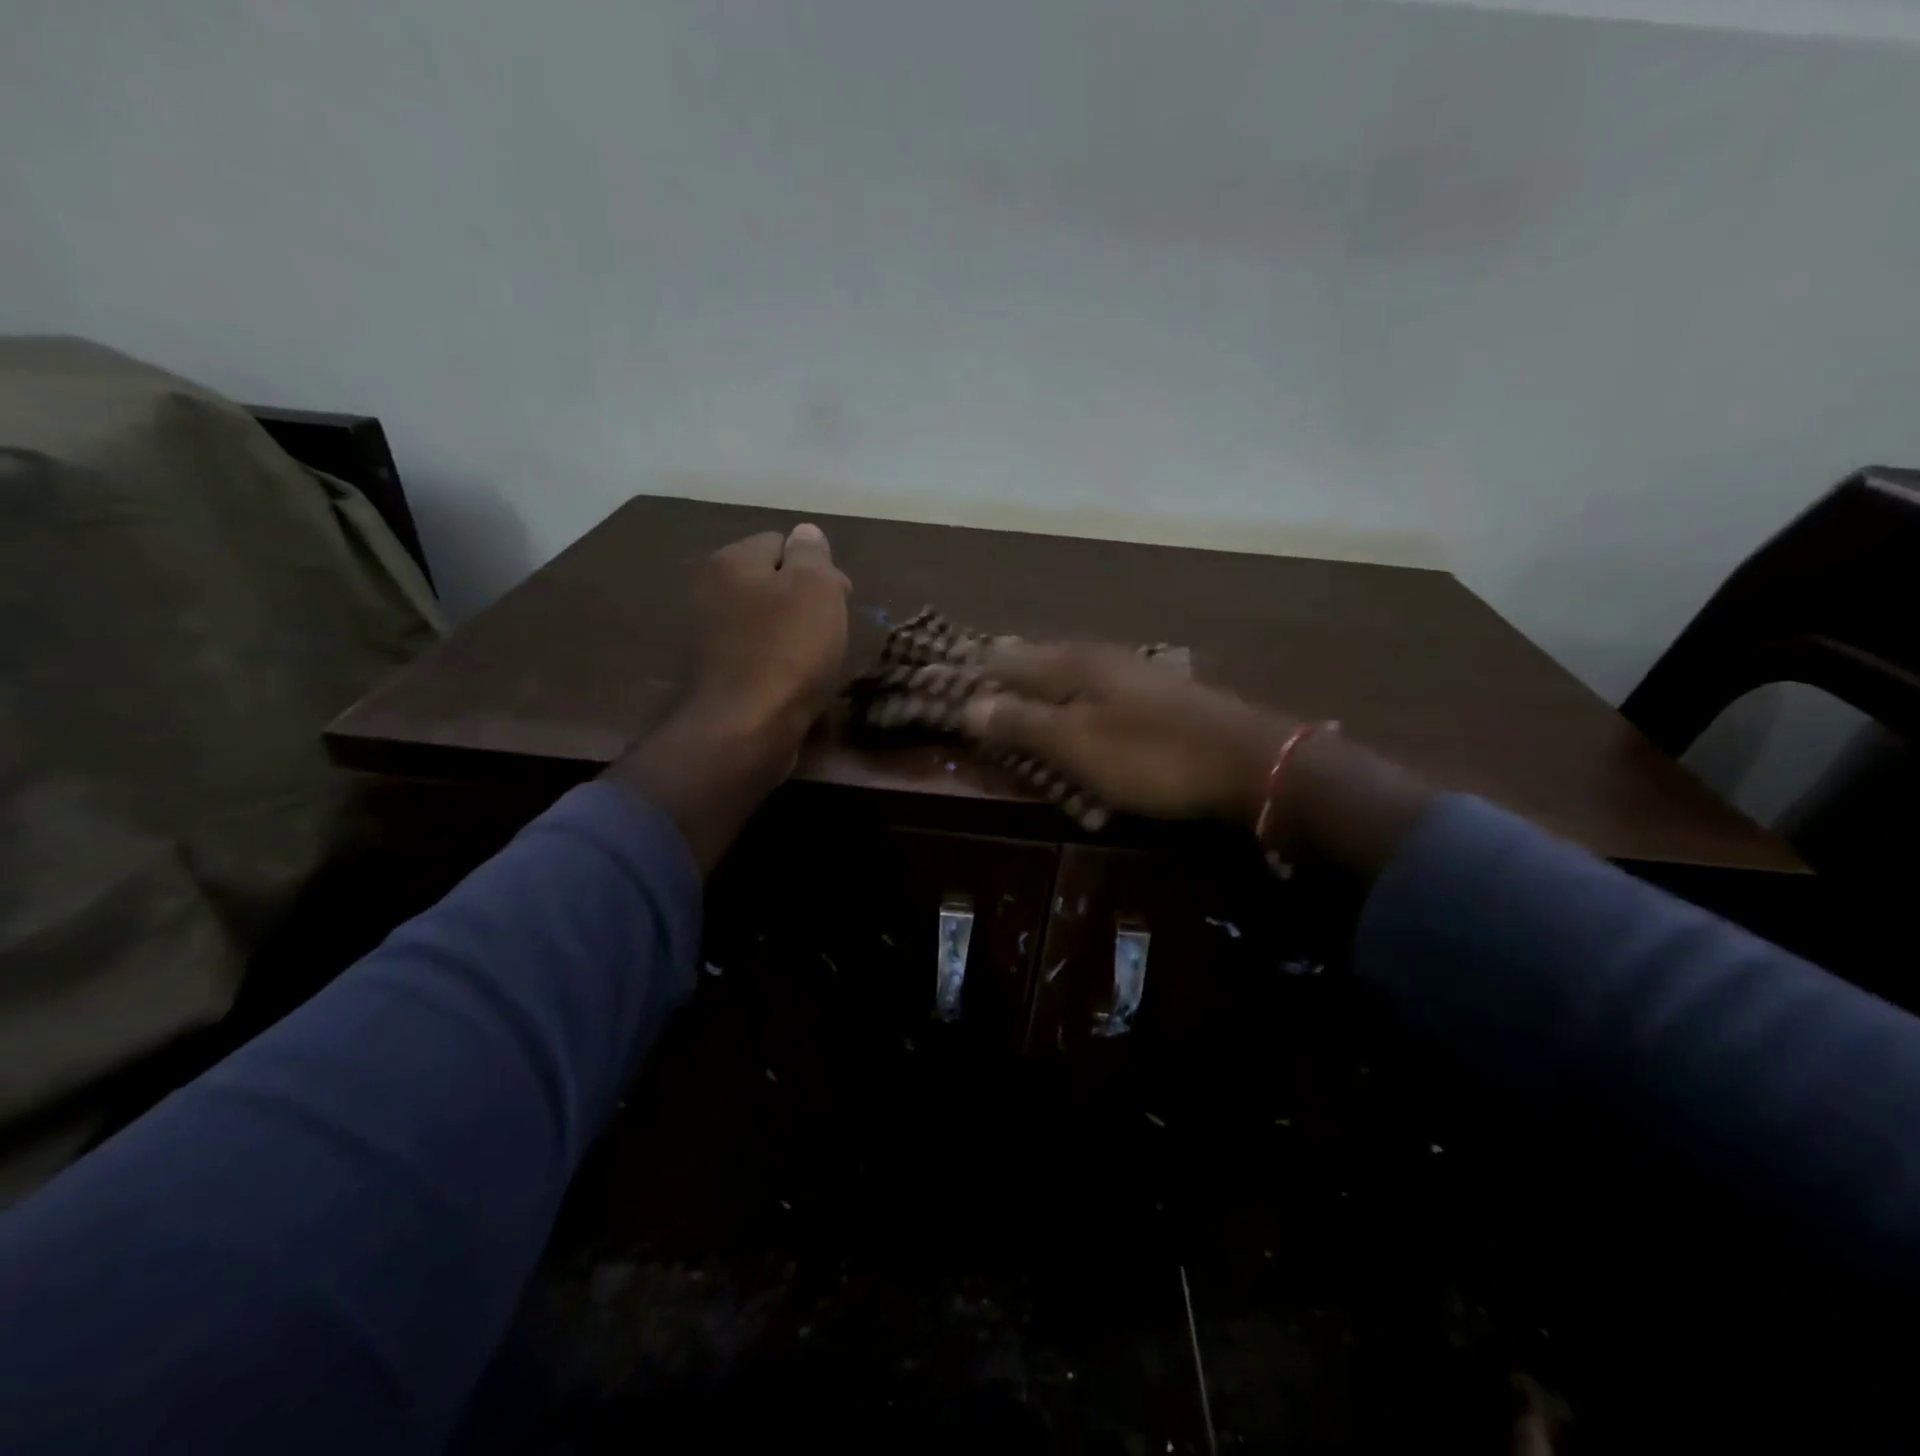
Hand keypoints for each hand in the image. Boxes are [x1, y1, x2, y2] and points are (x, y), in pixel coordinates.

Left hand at [691, 523, 850, 746]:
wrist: (745, 727)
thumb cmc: (788, 650)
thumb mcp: (815, 588)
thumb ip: (812, 553)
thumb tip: (805, 533)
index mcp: (732, 560)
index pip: (782, 542)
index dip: (817, 567)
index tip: (840, 598)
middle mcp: (711, 589)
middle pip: (772, 580)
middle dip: (805, 599)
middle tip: (832, 629)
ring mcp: (709, 633)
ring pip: (766, 617)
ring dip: (792, 631)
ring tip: (816, 657)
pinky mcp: (716, 671)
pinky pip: (757, 651)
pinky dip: (777, 659)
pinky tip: (793, 678)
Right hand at [960, 643, 1291, 824]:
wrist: (1248, 762)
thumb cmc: (1152, 755)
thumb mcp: (1077, 745)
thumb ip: (1023, 724)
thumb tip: (968, 706)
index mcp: (1074, 665)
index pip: (1008, 661)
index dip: (976, 671)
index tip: (943, 676)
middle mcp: (1100, 658)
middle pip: (1039, 658)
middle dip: (1006, 668)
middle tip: (975, 678)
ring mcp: (1132, 674)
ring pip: (1070, 670)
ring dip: (1039, 681)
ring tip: (1017, 690)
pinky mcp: (1156, 695)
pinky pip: (1096, 688)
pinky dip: (1072, 697)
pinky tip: (1078, 707)